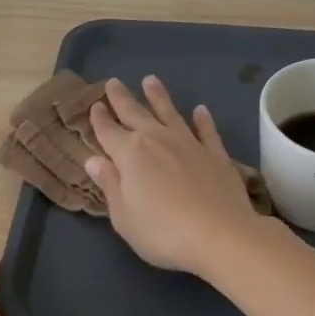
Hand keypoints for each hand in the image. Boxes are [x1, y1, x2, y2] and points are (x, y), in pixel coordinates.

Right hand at [85, 76, 265, 276]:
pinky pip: (206, 130)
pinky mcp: (215, 154)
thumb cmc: (162, 232)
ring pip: (170, 113)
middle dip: (122, 99)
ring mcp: (189, 144)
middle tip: (113, 82)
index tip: (95, 106)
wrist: (221, 235)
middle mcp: (157, 140)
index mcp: (129, 154)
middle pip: (135, 114)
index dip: (99, 119)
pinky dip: (202, 120)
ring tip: (150, 80)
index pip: (108, 131)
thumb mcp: (123, 216)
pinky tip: (200, 110)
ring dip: (158, 97)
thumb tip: (93, 160)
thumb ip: (110, 185)